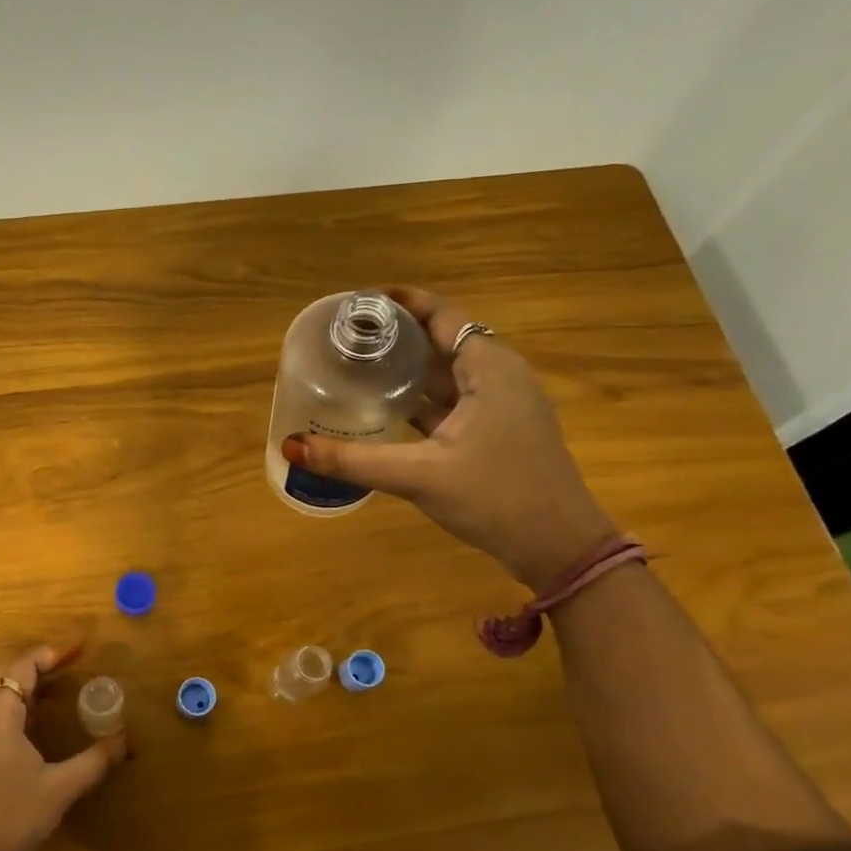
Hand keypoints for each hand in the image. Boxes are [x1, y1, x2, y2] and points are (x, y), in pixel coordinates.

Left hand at [0, 645, 128, 850]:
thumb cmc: (10, 820)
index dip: (51, 654)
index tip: (80, 650)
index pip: (22, 667)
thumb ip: (95, 761)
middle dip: (38, 665)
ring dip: (26, 687)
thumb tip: (127, 739)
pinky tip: (36, 726)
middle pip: (5, 674)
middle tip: (71, 666)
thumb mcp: (59, 790)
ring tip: (59, 691)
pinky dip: (15, 707)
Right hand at [281, 286, 616, 588]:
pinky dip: (422, 400)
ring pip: (447, 375)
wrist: (558, 547)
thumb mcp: (419, 476)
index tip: (359, 304)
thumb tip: (291, 446)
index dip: (402, 303)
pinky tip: (386, 410)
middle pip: (442, 341)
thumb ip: (353, 460)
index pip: (442, 315)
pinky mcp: (498, 432)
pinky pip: (453, 402)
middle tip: (347, 339)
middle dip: (397, 337)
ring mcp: (502, 406)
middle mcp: (499, 376)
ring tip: (358, 367)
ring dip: (407, 370)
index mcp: (489, 368)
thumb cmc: (496, 497)